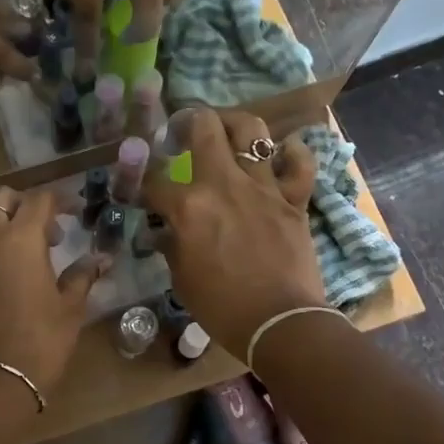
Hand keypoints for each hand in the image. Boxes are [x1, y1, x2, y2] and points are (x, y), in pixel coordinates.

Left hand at [0, 186, 108, 405]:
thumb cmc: (40, 341)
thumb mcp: (70, 308)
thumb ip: (82, 275)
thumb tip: (101, 258)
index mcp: (20, 239)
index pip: (39, 200)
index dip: (59, 201)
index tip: (74, 212)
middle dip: (22, 204)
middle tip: (45, 231)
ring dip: (1, 229)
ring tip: (24, 259)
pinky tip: (1, 286)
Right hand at [143, 108, 322, 356]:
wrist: (280, 322)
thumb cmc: (222, 307)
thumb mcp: (182, 280)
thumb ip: (171, 247)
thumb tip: (164, 232)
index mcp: (188, 206)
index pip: (155, 181)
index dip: (144, 184)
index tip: (144, 190)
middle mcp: (224, 184)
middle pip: (203, 127)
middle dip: (187, 121)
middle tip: (182, 131)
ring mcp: (263, 187)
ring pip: (252, 130)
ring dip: (235, 123)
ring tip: (227, 130)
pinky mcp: (294, 198)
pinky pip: (300, 162)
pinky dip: (293, 153)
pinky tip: (282, 153)